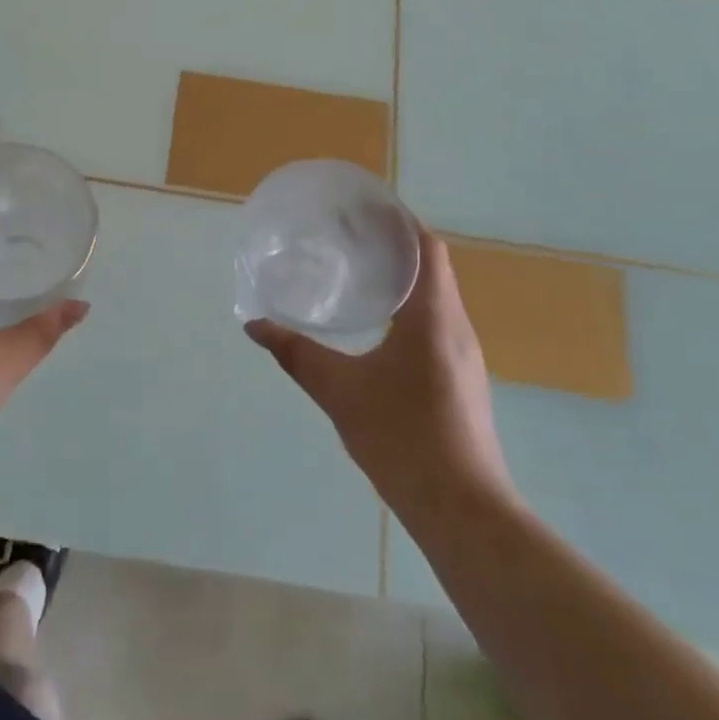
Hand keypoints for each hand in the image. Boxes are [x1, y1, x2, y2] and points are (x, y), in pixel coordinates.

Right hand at [245, 231, 512, 521]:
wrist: (462, 510)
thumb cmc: (402, 437)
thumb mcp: (338, 391)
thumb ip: (295, 354)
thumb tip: (254, 325)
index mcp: (434, 316)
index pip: (426, 248)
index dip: (398, 221)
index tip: (362, 209)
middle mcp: (457, 327)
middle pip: (432, 267)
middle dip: (394, 245)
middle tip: (348, 237)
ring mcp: (465, 356)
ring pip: (437, 298)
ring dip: (404, 278)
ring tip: (359, 273)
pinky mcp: (462, 380)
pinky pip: (438, 324)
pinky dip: (410, 309)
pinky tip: (379, 328)